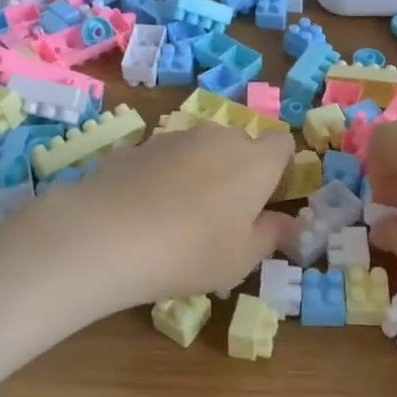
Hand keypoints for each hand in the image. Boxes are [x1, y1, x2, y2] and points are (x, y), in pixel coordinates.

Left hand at [9, 122, 296, 314]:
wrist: (107, 233)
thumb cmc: (190, 252)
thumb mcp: (241, 259)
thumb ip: (271, 236)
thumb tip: (290, 224)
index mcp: (255, 162)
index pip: (282, 144)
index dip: (279, 169)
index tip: (267, 201)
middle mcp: (219, 138)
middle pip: (240, 145)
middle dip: (238, 171)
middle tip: (223, 216)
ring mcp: (176, 137)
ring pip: (201, 149)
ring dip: (200, 172)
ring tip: (178, 216)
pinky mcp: (138, 145)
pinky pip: (165, 158)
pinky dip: (164, 176)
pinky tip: (145, 210)